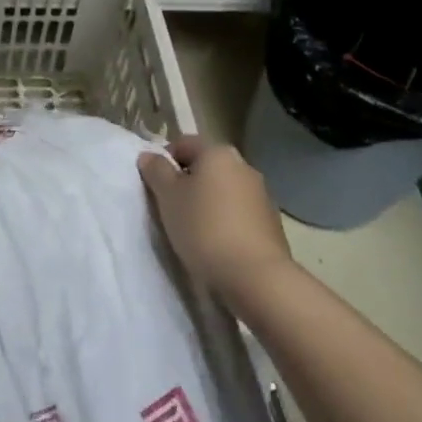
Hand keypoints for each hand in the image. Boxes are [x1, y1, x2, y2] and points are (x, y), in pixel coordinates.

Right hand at [139, 135, 294, 306]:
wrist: (255, 277)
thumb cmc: (203, 228)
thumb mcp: (168, 196)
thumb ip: (156, 171)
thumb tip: (150, 156)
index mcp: (218, 153)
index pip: (184, 144)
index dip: (164, 160)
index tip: (155, 186)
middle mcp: (244, 166)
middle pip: (206, 167)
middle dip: (187, 183)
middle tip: (170, 208)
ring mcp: (261, 195)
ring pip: (223, 191)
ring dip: (207, 203)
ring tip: (192, 230)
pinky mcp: (271, 224)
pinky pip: (238, 213)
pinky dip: (225, 221)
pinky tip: (215, 244)